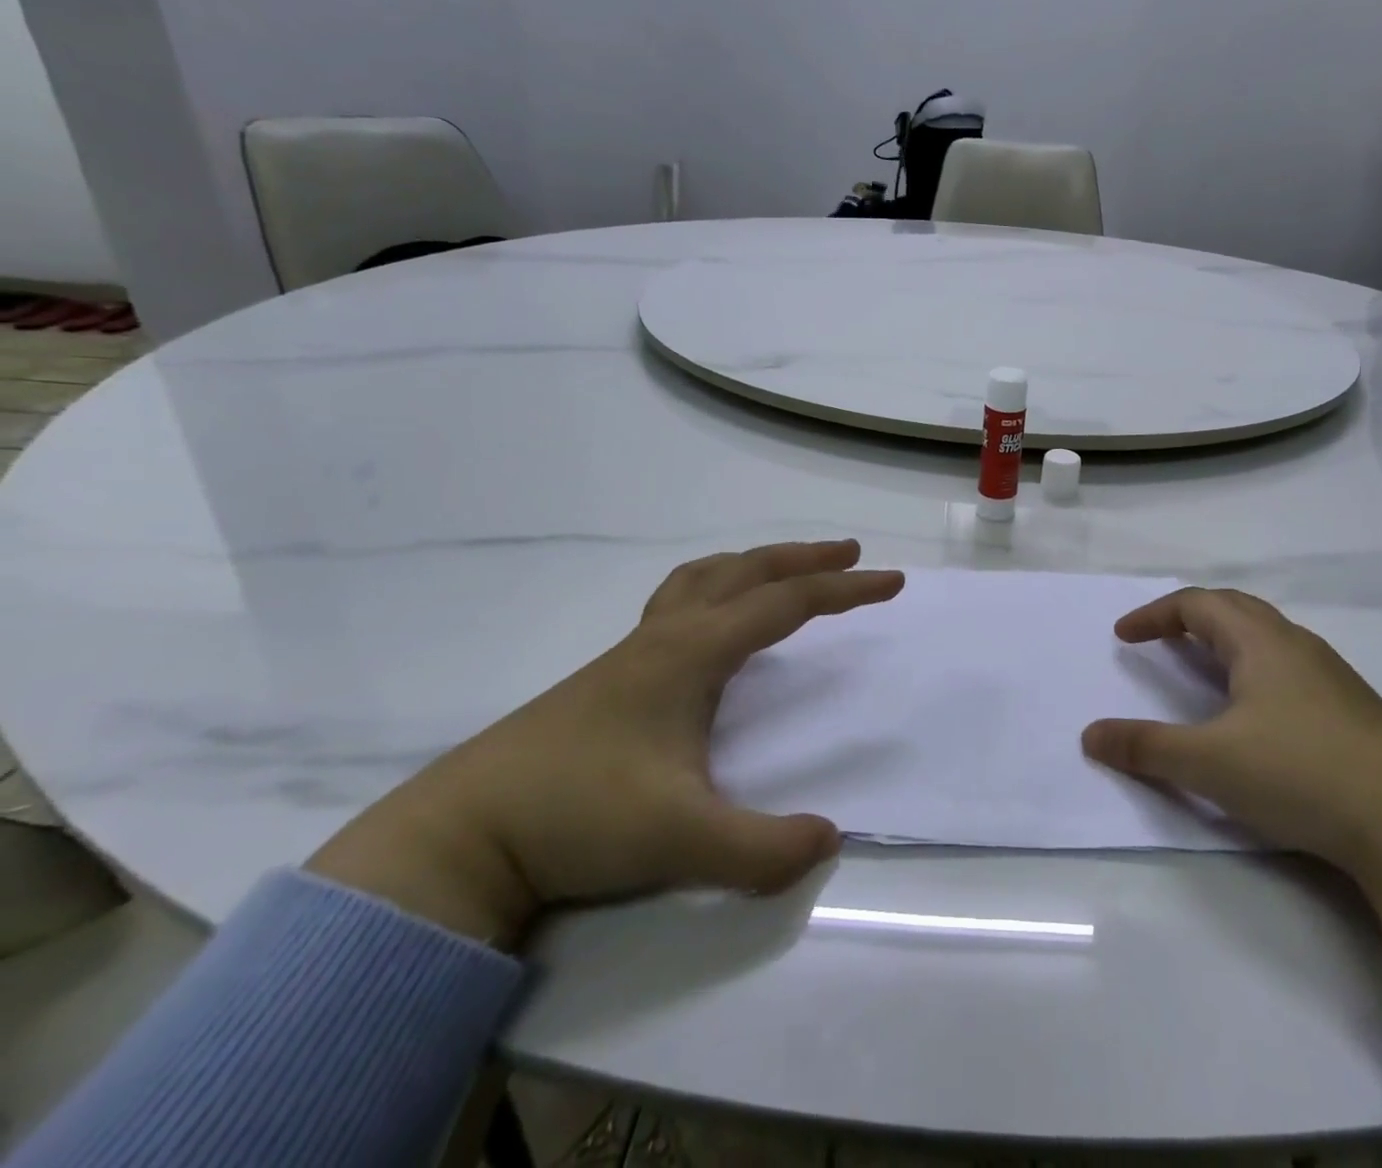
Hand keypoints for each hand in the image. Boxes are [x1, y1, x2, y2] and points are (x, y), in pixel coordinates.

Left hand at [309, 541, 904, 945]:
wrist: (467, 831)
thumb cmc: (577, 815)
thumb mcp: (680, 840)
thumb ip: (759, 848)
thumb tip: (828, 840)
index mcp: (693, 651)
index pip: (787, 604)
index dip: (845, 592)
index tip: (892, 583)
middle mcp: (669, 635)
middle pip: (748, 572)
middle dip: (805, 559)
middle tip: (850, 555)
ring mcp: (635, 651)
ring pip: (705, 578)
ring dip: (755, 565)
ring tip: (785, 572)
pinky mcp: (613, 673)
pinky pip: (678, 603)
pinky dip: (714, 589)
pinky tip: (713, 624)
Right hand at [1081, 588, 1381, 874]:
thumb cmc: (1301, 773)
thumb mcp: (1209, 763)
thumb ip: (1145, 747)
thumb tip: (1090, 735)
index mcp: (1260, 642)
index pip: (1197, 604)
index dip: (1154, 614)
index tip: (1124, 635)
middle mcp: (1296, 645)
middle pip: (1234, 609)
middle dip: (1190, 617)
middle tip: (1160, 639)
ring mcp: (1332, 676)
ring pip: (1267, 638)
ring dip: (1226, 642)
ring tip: (1203, 670)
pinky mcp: (1354, 710)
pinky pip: (1290, 667)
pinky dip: (1255, 670)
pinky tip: (1258, 713)